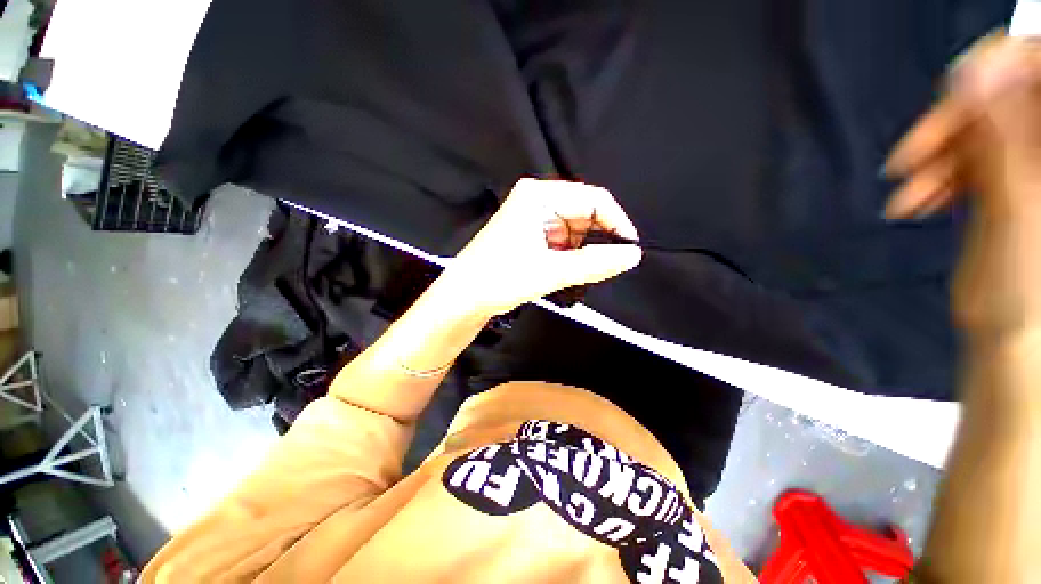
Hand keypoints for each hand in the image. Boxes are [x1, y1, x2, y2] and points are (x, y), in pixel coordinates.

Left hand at [437, 178, 642, 316]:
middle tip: (604, 266)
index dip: (616, 222)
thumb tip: (632, 255)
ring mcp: (531, 217)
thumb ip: (595, 263)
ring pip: (573, 230)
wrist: (463, 298)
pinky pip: (561, 240)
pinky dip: (569, 255)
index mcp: (539, 195)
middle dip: (597, 240)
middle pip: (583, 213)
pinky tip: (564, 271)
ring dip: (581, 251)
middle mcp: (536, 200)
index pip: (593, 198)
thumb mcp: (551, 271)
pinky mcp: (529, 234)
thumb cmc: (500, 279)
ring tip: (577, 273)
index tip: (629, 249)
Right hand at [885, 34, 1040, 331]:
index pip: (1036, 66)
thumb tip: (974, 72)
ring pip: (978, 132)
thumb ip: (1002, 137)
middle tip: (910, 162)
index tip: (954, 92)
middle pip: (999, 100)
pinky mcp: (1005, 180)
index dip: (996, 67)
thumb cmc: (1026, 290)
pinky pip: (968, 158)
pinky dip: (938, 174)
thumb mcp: (1017, 210)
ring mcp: (1029, 162)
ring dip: (936, 158)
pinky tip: (918, 198)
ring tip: (908, 195)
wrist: (1015, 336)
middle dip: (951, 128)